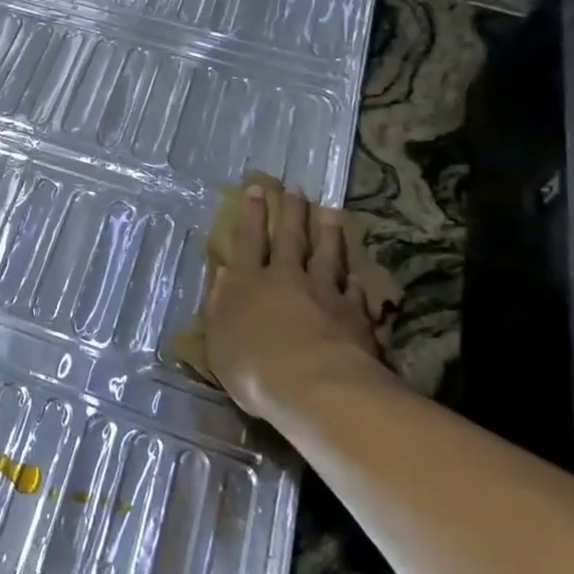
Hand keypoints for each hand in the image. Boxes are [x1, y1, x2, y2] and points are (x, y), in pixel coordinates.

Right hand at [203, 182, 391, 421]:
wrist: (314, 386)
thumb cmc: (253, 367)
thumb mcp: (218, 340)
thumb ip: (220, 306)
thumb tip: (223, 275)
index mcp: (247, 283)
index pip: (248, 240)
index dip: (252, 214)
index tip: (257, 188)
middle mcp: (285, 279)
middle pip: (290, 239)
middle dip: (291, 212)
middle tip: (296, 188)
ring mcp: (323, 293)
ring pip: (326, 255)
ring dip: (327, 232)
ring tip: (330, 211)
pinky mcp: (353, 314)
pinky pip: (353, 289)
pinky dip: (352, 278)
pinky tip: (355, 272)